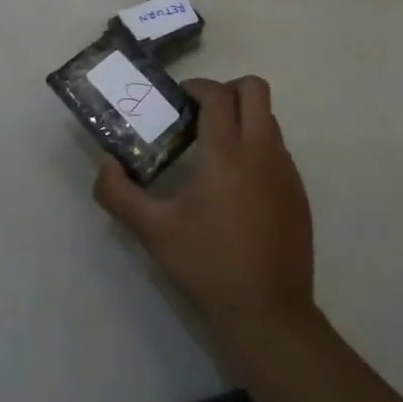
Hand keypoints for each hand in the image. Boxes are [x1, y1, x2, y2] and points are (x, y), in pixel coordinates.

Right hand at [94, 75, 314, 345]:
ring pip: (269, 118)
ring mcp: (286, 172)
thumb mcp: (152, 231)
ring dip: (243, 118)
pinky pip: (278, 149)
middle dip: (227, 90)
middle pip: (255, 89)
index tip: (176, 101)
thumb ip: (118, 194)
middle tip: (199, 115)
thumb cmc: (207, 265)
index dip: (196, 87)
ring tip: (213, 150)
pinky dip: (256, 147)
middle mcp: (262, 152)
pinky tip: (235, 185)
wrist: (268, 314)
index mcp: (226, 153)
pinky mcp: (298, 193)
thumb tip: (104, 163)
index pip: (218, 94)